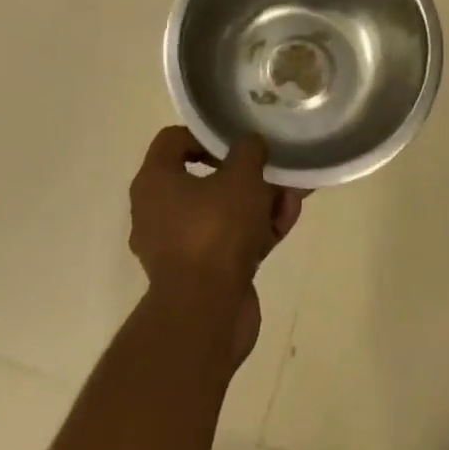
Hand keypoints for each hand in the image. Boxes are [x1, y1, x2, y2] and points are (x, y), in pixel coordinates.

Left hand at [129, 128, 303, 360]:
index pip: (173, 140)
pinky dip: (257, 229)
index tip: (238, 140)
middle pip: (205, 178)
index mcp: (155, 183)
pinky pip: (231, 240)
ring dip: (260, 201)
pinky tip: (288, 220)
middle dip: (247, 173)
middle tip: (273, 167)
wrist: (206, 315)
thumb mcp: (240, 176)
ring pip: (224, 211)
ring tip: (293, 194)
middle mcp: (159, 212)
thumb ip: (248, 151)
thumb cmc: (215, 231)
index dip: (207, 134)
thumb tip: (250, 144)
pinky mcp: (202, 274)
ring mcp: (180, 247)